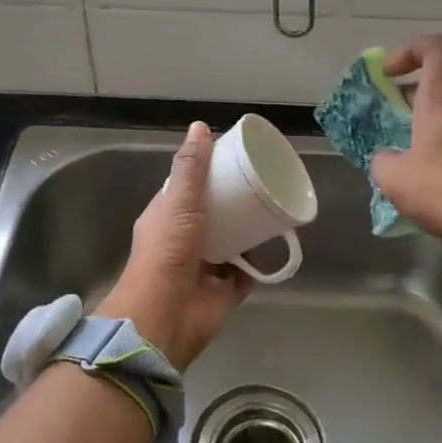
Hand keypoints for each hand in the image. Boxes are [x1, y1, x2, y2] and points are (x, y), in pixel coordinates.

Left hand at [96, 122, 252, 368]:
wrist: (167, 315)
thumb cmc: (168, 252)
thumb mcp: (178, 202)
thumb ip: (190, 168)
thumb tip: (199, 126)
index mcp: (166, 219)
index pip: (185, 190)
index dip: (205, 175)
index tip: (231, 160)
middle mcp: (182, 242)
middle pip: (211, 216)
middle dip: (232, 204)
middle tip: (261, 184)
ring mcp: (203, 268)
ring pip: (229, 244)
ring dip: (247, 232)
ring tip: (272, 209)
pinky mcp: (222, 292)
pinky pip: (244, 274)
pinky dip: (258, 263)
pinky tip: (275, 245)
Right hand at [368, 34, 441, 249]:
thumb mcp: (393, 177)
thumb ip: (382, 161)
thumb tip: (387, 160)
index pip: (438, 48)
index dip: (412, 50)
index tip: (389, 75)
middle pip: (437, 90)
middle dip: (406, 105)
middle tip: (383, 131)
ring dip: (420, 138)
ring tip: (399, 171)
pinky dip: (437, 162)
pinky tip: (424, 193)